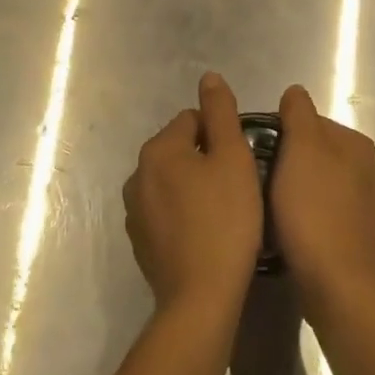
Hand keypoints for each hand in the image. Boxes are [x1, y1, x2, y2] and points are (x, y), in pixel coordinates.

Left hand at [124, 72, 262, 314]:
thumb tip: (208, 77)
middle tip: (236, 186)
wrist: (201, 298)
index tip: (240, 162)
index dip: (221, 136)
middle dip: (206, 159)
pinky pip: (165, 211)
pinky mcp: (139, 241)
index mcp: (158, 149)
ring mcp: (133, 210)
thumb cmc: (225, 220)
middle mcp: (137, 174)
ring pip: (172, 180)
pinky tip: (205, 233)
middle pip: (180, 149)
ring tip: (223, 211)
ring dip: (193, 186)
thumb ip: (220, 112)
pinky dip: (183, 213)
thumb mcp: (233, 157)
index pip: (193, 120)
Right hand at [271, 85, 374, 319]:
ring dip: (291, 188)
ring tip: (266, 204)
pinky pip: (319, 212)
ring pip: (314, 182)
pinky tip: (284, 227)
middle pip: (312, 151)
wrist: (335, 284)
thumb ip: (298, 112)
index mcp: (356, 144)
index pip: (309, 120)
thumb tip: (295, 92)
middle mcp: (366, 170)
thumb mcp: (301, 147)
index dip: (279, 131)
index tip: (255, 150)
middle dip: (285, 159)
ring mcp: (362, 206)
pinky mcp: (353, 237)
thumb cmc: (313, 208)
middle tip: (256, 177)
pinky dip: (301, 214)